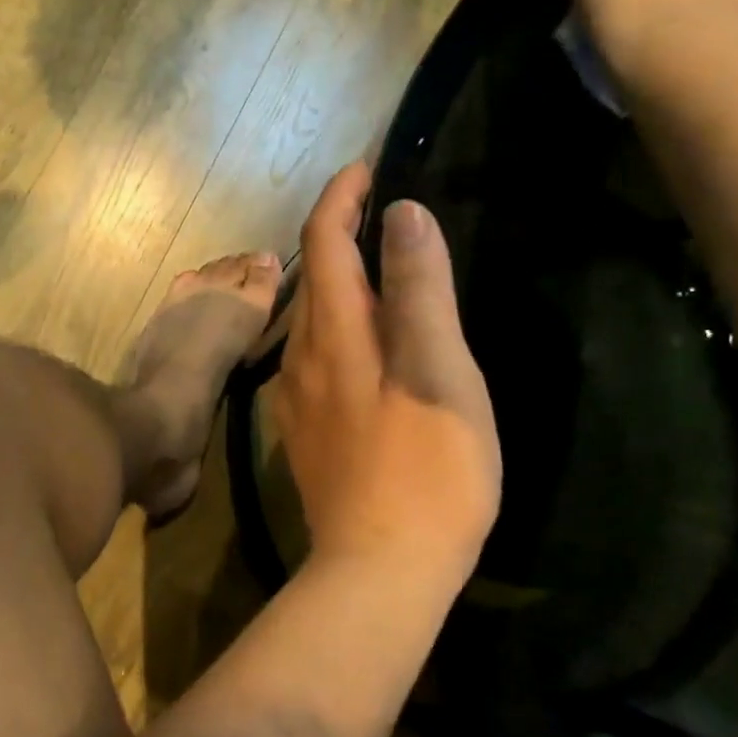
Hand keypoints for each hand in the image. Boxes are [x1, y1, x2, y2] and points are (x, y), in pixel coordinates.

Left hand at [275, 164, 500, 596]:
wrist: (381, 570)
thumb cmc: (427, 471)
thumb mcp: (438, 371)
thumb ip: (419, 291)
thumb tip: (400, 214)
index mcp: (334, 337)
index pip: (323, 244)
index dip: (340, 198)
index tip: (366, 166)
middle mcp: (302, 360)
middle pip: (313, 280)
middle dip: (338, 235)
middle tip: (378, 212)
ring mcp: (298, 401)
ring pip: (312, 322)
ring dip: (337, 283)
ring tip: (378, 270)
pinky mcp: (307, 434)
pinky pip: (316, 359)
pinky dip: (339, 329)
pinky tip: (365, 346)